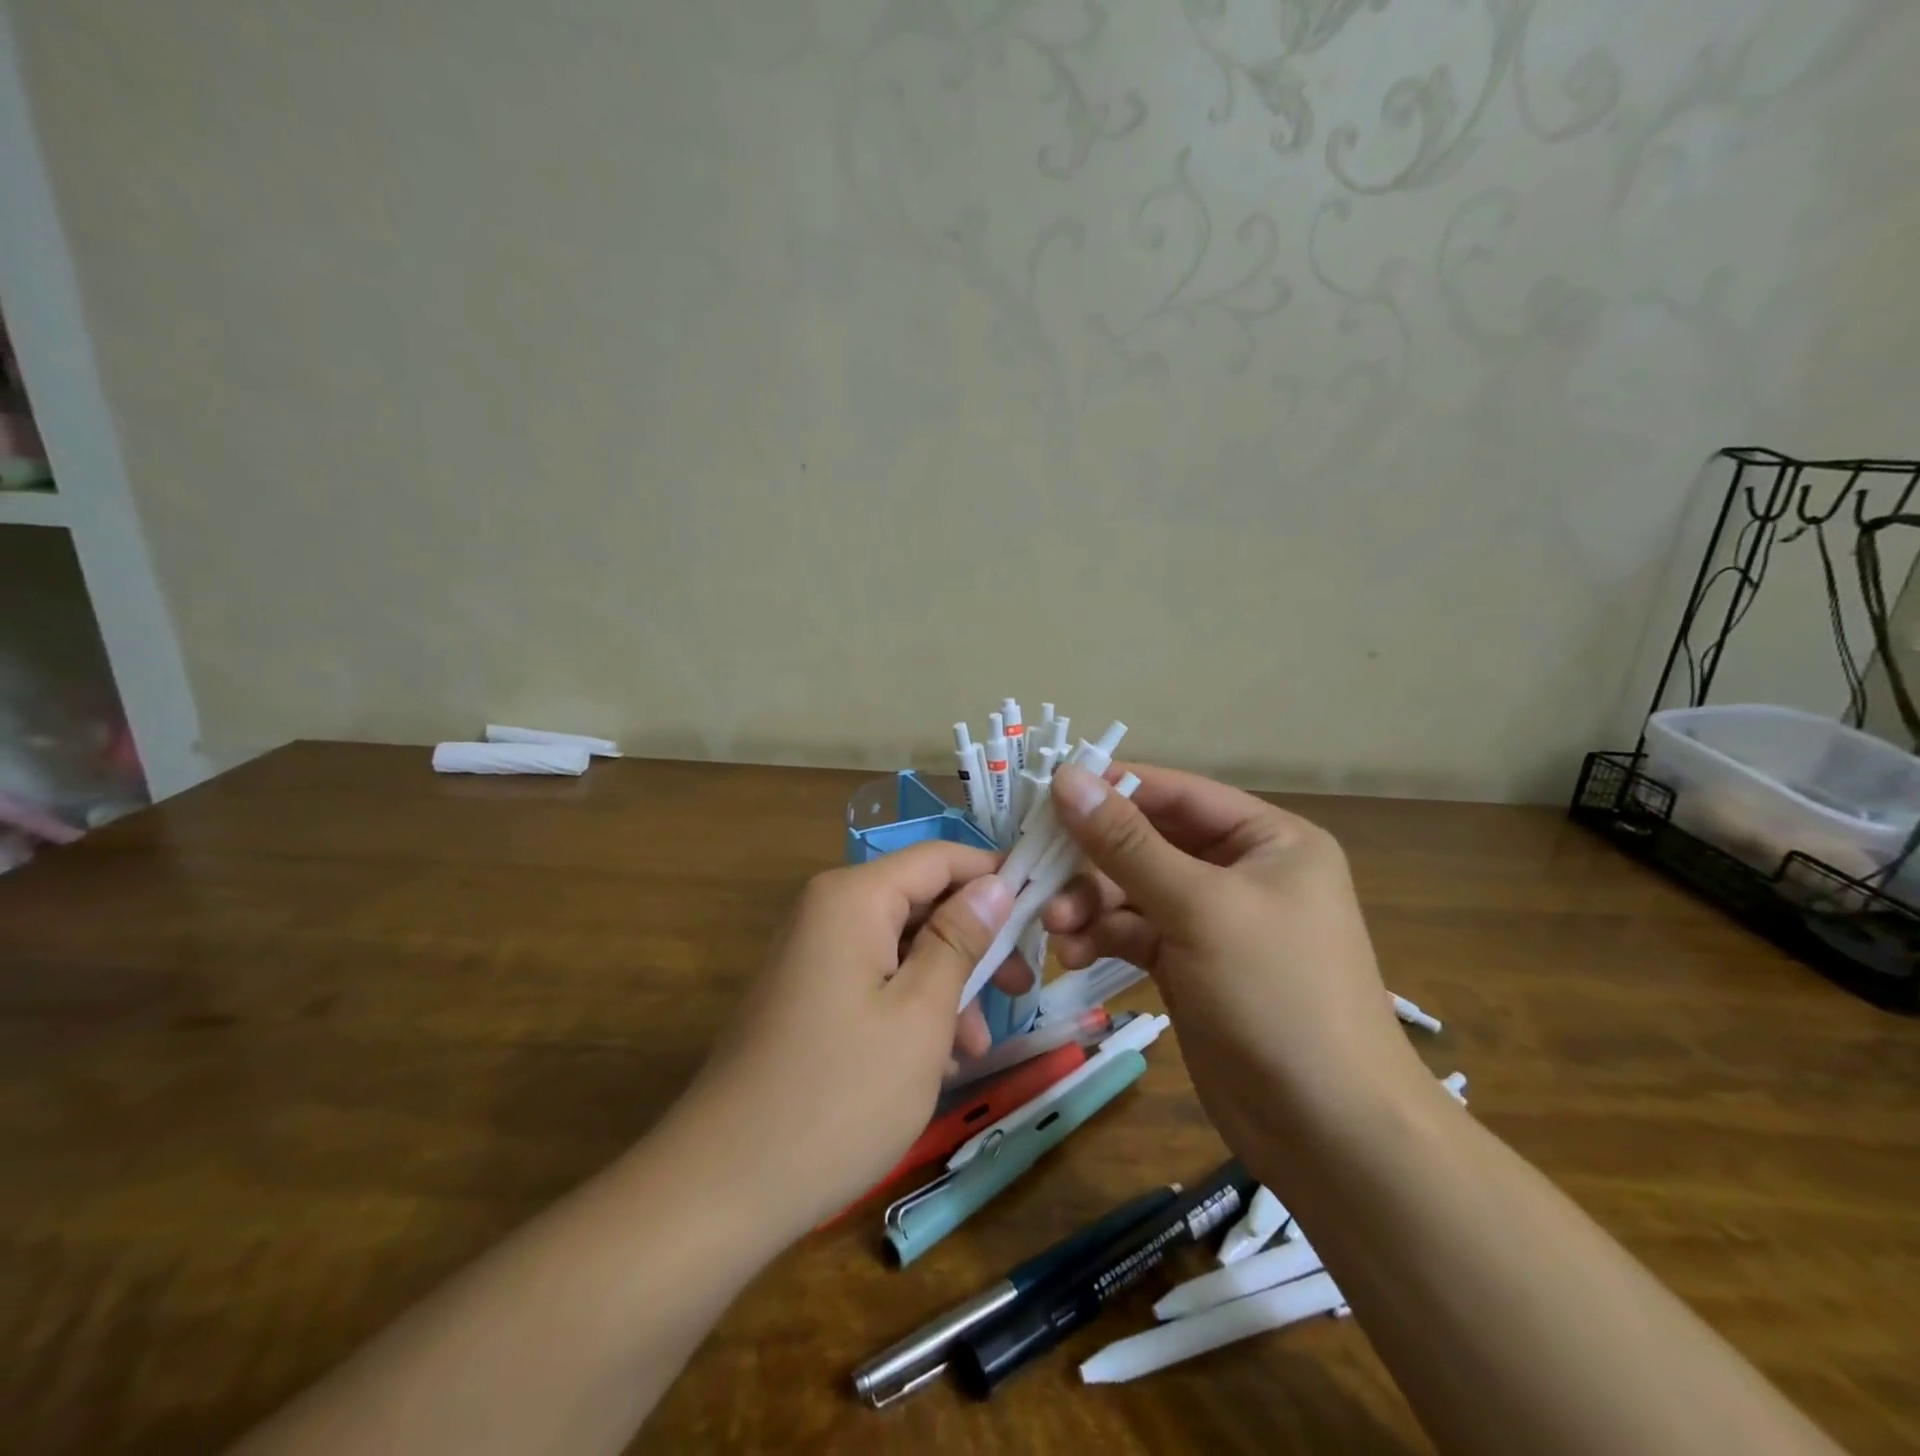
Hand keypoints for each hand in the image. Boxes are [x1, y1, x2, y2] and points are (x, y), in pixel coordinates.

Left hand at [679, 843, 1018, 1232]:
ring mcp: (812, 955)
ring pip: (902, 947)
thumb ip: (960, 939)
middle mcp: (828, 911)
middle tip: (1022, 989)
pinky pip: (874, 980)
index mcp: (853, 897)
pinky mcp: (806, 996)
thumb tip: (997, 882)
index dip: (995, 877)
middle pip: (921, 902)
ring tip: (975, 1047)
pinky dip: (911, 1009)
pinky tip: (936, 1062)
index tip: (1044, 913)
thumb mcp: (920, 1013)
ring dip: (947, 986)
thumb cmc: (840, 1093)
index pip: (940, 858)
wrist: (723, 1186)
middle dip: (975, 944)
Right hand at [1040, 762, 1429, 1161]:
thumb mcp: (1199, 907)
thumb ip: (1126, 843)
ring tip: (1056, 928)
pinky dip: (1102, 937)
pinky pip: (1134, 932)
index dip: (1113, 788)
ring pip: (1133, 890)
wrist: (1327, 1132)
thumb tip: (1066, 777)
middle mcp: (1240, 870)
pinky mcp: (1189, 964)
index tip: (1046, 792)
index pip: (1177, 793)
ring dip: (1090, 903)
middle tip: (1039, 873)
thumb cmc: (1276, 995)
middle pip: (1148, 842)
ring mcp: (1213, 920)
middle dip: (1093, 860)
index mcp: (1267, 839)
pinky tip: (1072, 955)